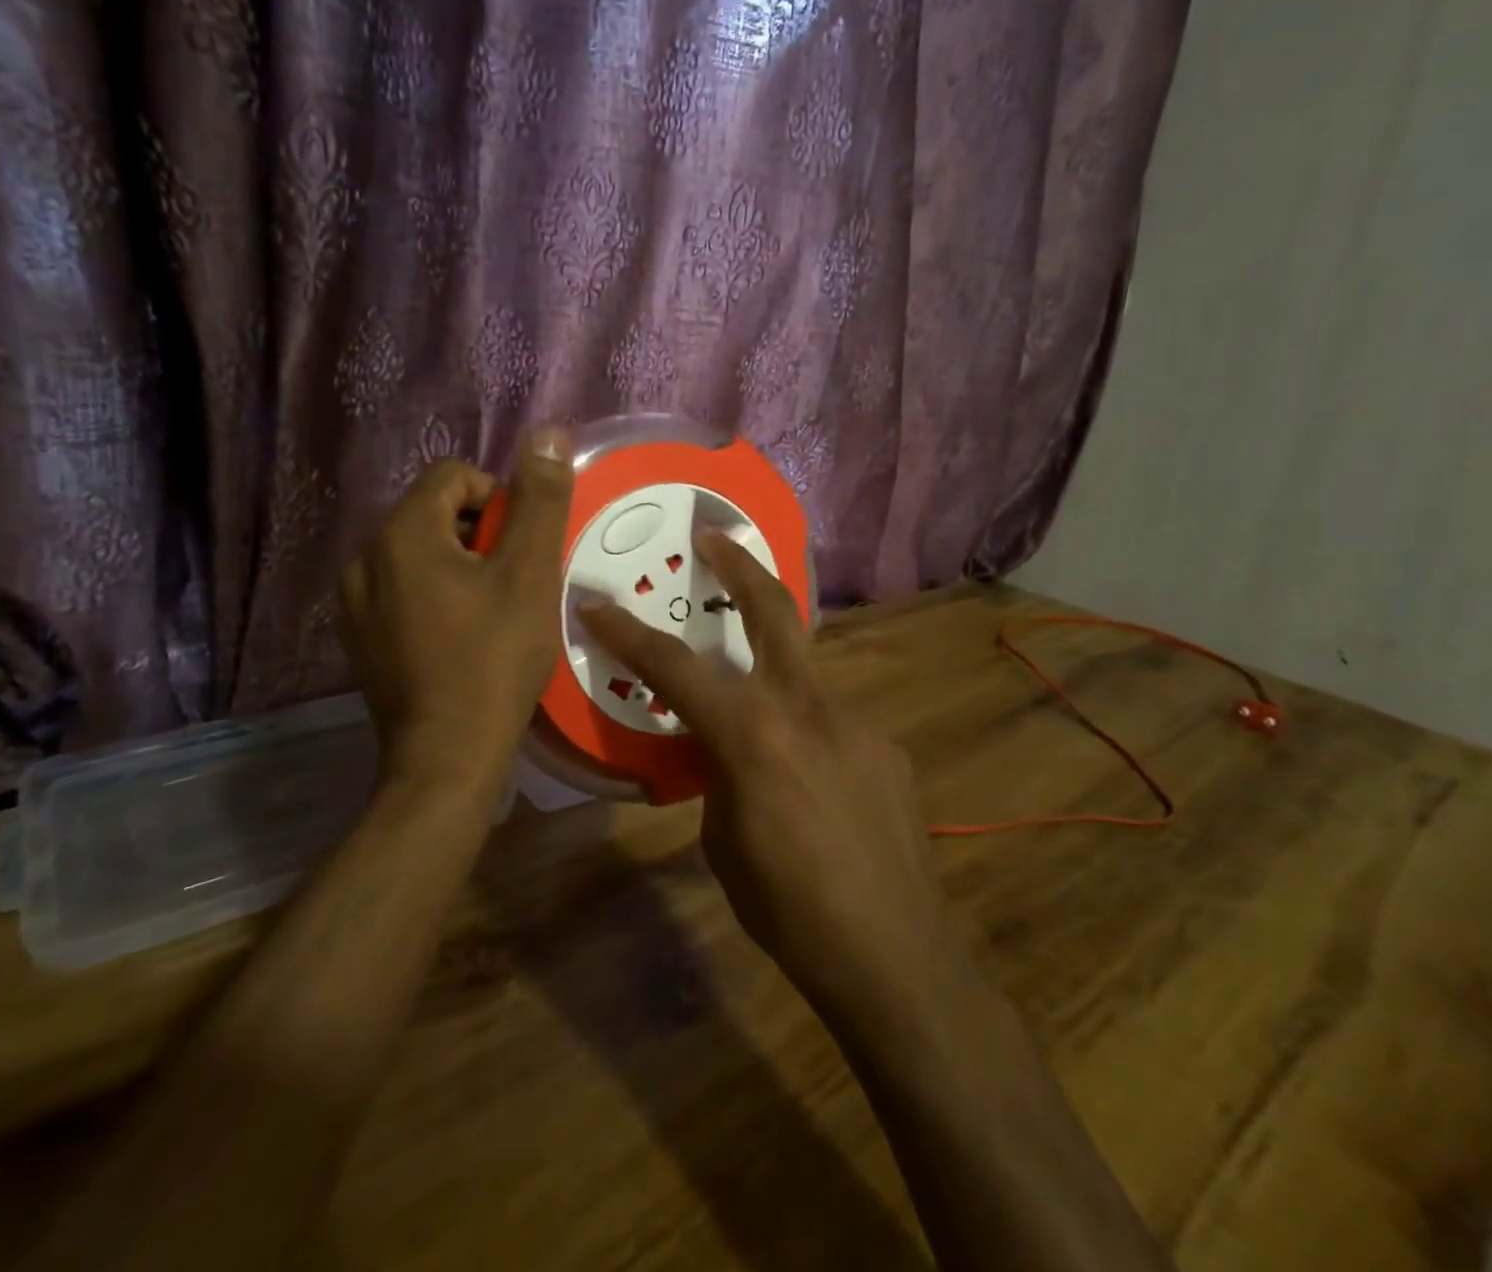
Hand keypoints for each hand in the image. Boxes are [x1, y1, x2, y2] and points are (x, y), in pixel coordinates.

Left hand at [340, 429, 572, 785]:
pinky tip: (459, 638)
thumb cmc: (495, 659)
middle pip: (434, 513)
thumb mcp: (530, 574)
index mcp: (402, 533)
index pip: (454, 476)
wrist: (446, 756)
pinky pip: (402, 590)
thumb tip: (547, 434)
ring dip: (459, 566)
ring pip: (418, 553)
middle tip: (512, 584)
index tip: (521, 550)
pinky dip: (435, 596)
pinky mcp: (358, 637)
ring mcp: (354, 602)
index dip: (499, 500)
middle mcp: (365, 557)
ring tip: (490, 613)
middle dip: (480, 535)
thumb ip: (540, 500)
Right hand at [578, 533, 960, 1025]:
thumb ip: (719, 774)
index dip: (629, 633)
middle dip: (740, 564)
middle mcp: (807, 706)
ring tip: (755, 692)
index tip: (597, 602)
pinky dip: (807, 727)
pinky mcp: (887, 745)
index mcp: (752, 733)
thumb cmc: (787, 909)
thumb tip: (723, 750)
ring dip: (773, 659)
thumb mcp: (723, 841)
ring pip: (805, 666)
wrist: (894, 955)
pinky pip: (833, 718)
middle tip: (714, 535)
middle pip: (773, 608)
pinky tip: (811, 775)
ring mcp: (856, 719)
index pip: (674, 667)